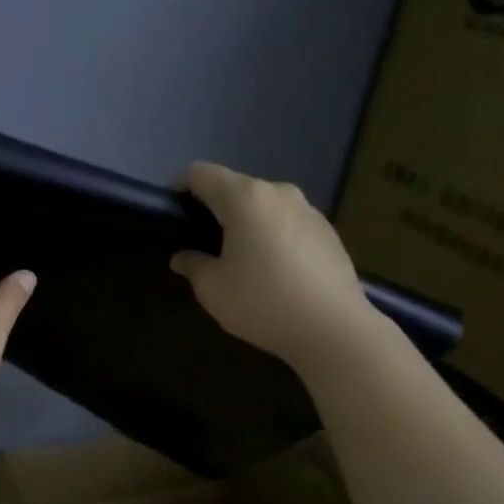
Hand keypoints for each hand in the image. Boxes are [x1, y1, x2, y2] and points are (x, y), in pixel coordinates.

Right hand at [168, 163, 372, 366]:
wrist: (334, 329)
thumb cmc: (262, 302)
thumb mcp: (213, 289)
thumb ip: (193, 265)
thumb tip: (183, 257)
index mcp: (245, 198)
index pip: (202, 174)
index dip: (180, 186)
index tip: (170, 210)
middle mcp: (279, 193)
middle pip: (235, 188)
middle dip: (214, 208)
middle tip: (200, 241)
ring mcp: (308, 210)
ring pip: (264, 206)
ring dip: (245, 222)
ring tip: (238, 257)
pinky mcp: (328, 232)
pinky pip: (287, 223)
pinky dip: (271, 235)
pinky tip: (271, 270)